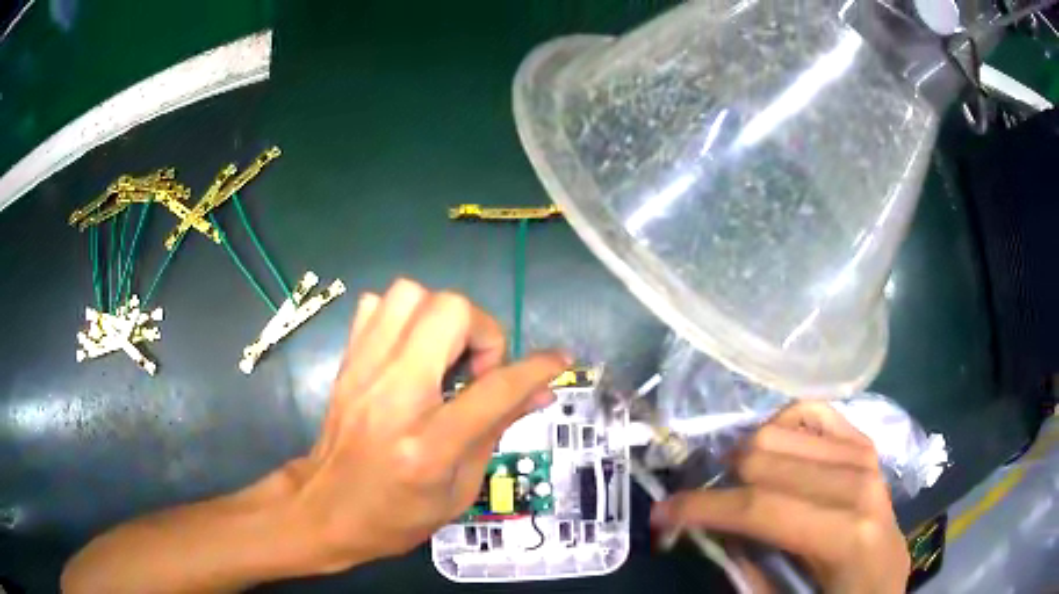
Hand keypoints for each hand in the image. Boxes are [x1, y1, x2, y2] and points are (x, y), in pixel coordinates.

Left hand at [282, 279, 567, 571]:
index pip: (494, 389)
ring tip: (447, 356)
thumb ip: (497, 429)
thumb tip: (541, 390)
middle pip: (448, 312)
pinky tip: (412, 351)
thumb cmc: (397, 515)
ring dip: (442, 317)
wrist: (325, 511)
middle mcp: (392, 396)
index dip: (536, 368)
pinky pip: (376, 306)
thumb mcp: (460, 488)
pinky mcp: (347, 364)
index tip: (558, 361)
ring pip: (409, 294)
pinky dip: (404, 316)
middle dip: (482, 331)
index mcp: (428, 446)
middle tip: (480, 369)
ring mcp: (363, 373)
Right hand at [651, 402, 909, 593]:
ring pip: (778, 429)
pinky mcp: (863, 443)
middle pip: (763, 457)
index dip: (701, 508)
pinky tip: (771, 454)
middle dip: (718, 485)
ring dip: (744, 460)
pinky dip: (781, 427)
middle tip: (701, 511)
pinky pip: (810, 411)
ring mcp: (864, 454)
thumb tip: (702, 529)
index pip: (759, 506)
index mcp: (844, 534)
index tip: (661, 516)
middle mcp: (858, 482)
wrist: (881, 576)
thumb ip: (744, 569)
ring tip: (735, 488)